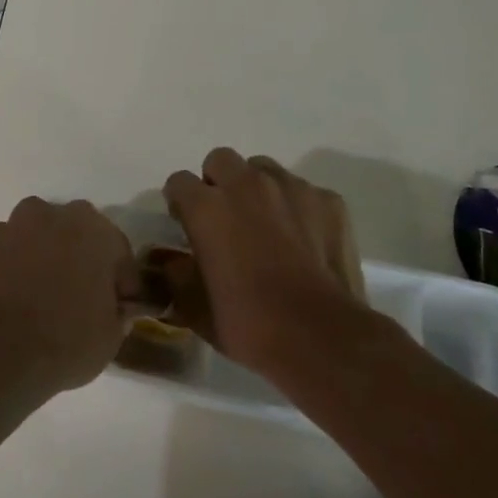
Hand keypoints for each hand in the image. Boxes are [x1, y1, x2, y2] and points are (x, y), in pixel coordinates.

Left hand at [0, 197, 138, 392]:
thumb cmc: (65, 340)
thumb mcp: (109, 337)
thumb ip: (115, 314)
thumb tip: (113, 310)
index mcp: (89, 229)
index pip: (116, 248)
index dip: (120, 279)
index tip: (119, 305)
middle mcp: (45, 217)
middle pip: (68, 232)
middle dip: (74, 257)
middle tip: (77, 295)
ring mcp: (3, 231)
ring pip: (28, 239)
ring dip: (36, 260)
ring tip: (37, 300)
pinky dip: (5, 275)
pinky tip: (7, 306)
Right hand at [161, 149, 367, 367]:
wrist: (323, 337)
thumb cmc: (249, 323)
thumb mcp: (195, 308)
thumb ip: (175, 275)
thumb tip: (169, 261)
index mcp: (207, 208)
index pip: (179, 182)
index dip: (180, 203)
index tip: (187, 227)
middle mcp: (246, 186)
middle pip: (221, 161)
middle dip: (217, 183)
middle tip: (225, 219)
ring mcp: (292, 189)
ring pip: (264, 169)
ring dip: (257, 189)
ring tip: (266, 225)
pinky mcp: (329, 201)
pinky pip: (303, 191)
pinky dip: (297, 208)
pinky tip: (303, 240)